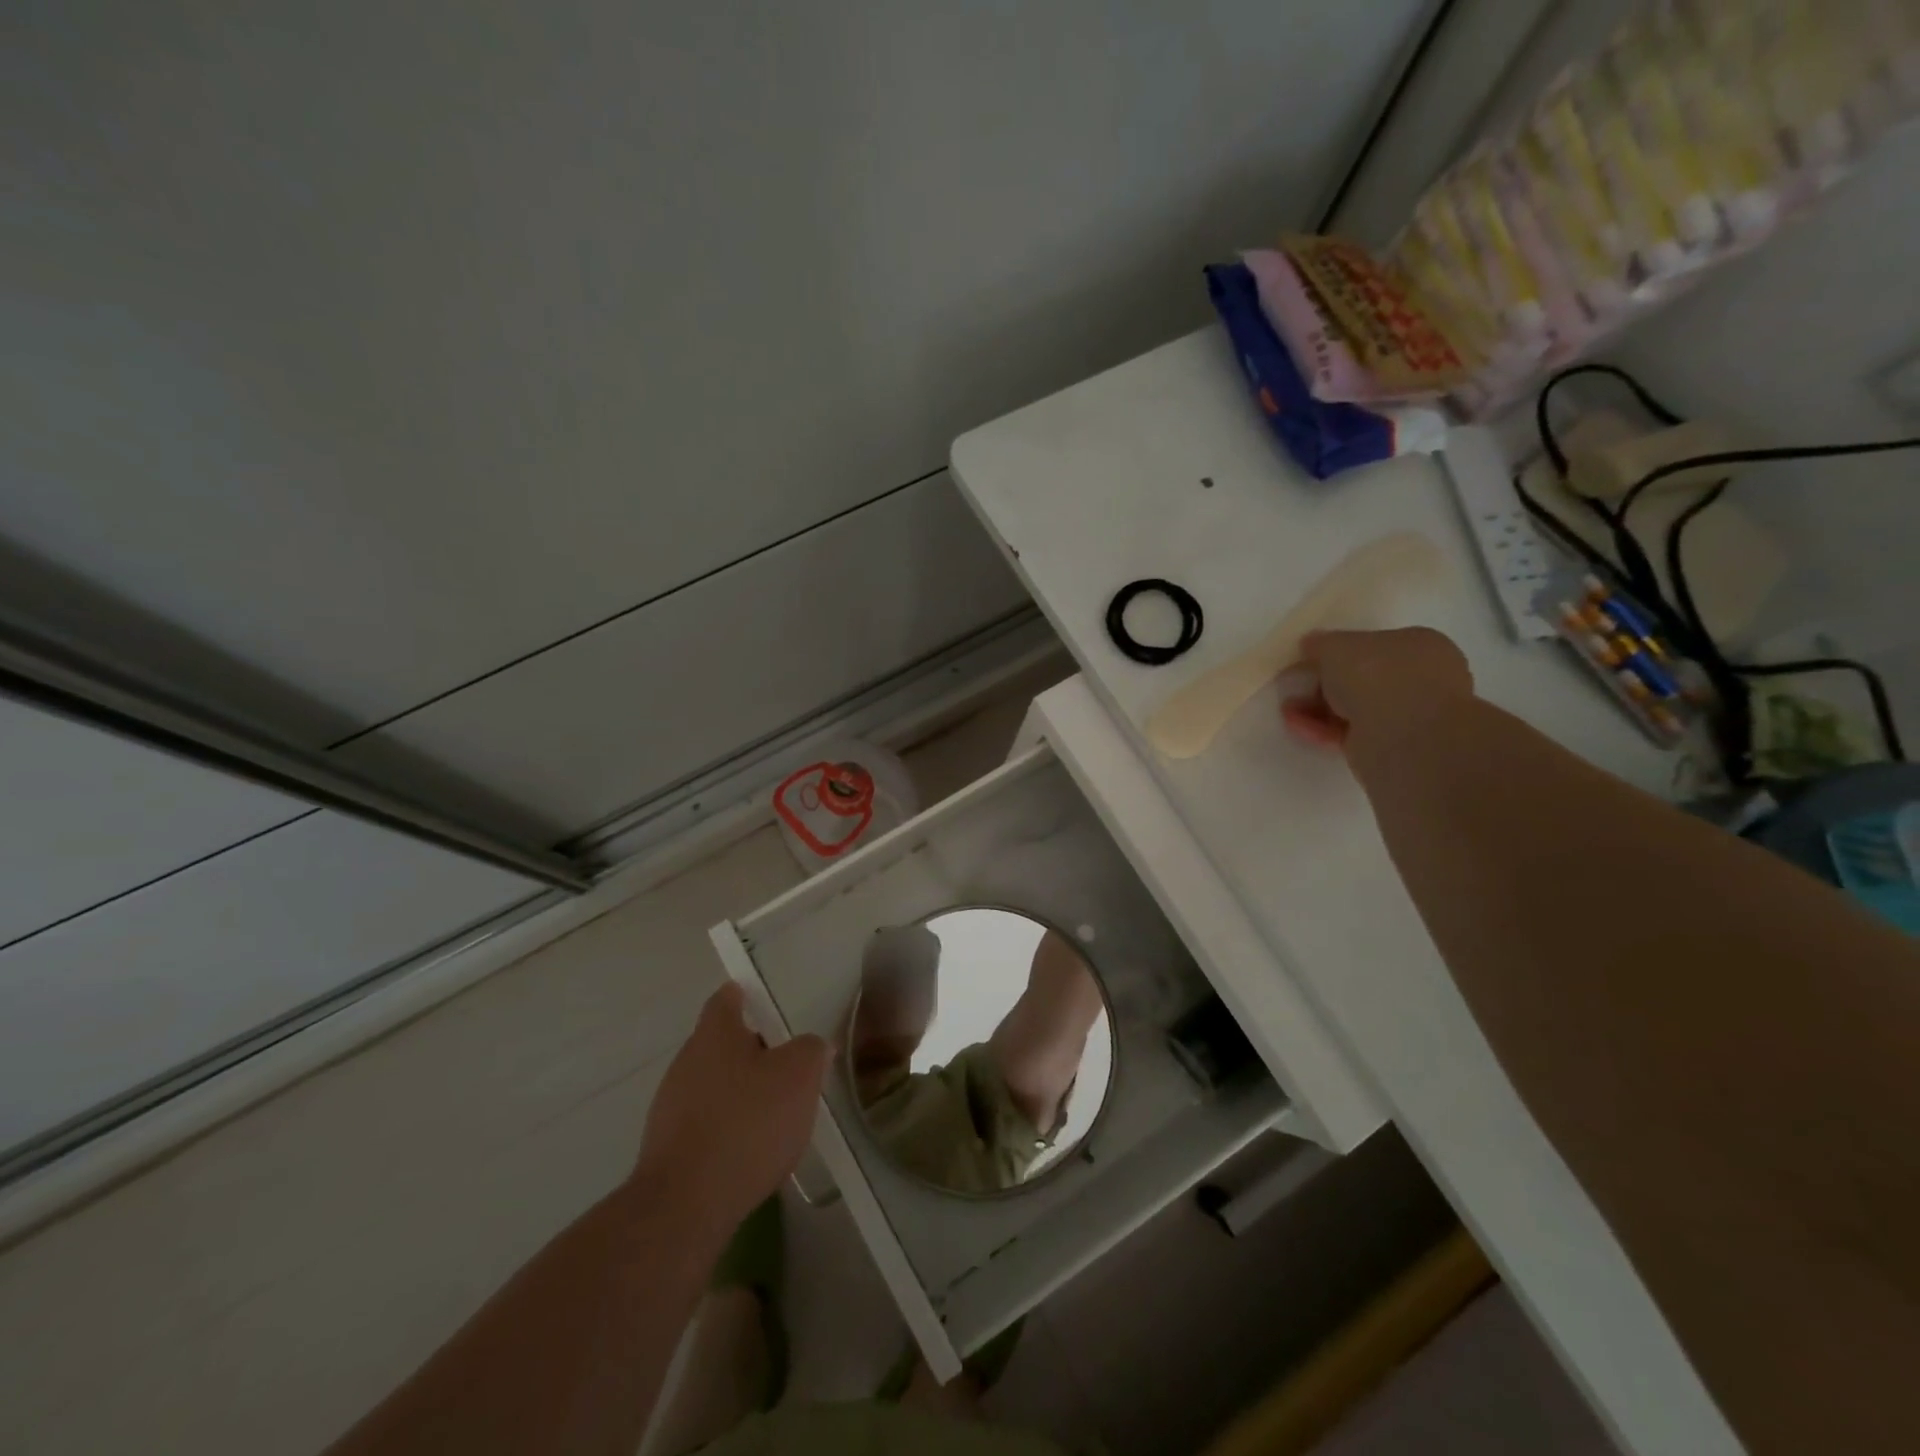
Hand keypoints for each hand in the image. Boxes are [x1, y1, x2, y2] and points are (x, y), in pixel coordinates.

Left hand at [631, 982, 831, 1242]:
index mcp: (715, 1034)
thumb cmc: (747, 1123)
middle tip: (786, 1065)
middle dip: (751, 1052)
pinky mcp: (667, 1149)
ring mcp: (670, 1107)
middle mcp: (686, 1062)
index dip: (744, 996)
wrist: (686, 1205)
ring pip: (713, 1086)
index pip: (726, 999)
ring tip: (774, 1114)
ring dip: (740, 1093)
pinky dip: (727, 1128)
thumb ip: (811, 1051)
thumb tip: (812, 1046)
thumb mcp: (799, 1076)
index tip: (762, 1001)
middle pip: (720, 1044)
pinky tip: (751, 1152)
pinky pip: (705, 1124)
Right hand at [1281, 627, 1473, 750]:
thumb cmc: (1378, 677)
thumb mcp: (1336, 646)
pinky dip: (1322, 727)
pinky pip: (1349, 731)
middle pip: (1360, 677)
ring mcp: (1407, 715)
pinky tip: (1297, 725)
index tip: (1307, 659)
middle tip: (1295, 685)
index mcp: (1419, 644)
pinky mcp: (1389, 746)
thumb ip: (1321, 643)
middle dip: (1323, 682)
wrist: (1404, 736)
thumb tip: (1311, 645)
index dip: (1336, 651)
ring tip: (1287, 709)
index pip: (1371, 644)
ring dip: (1317, 707)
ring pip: (1353, 706)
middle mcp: (1419, 678)